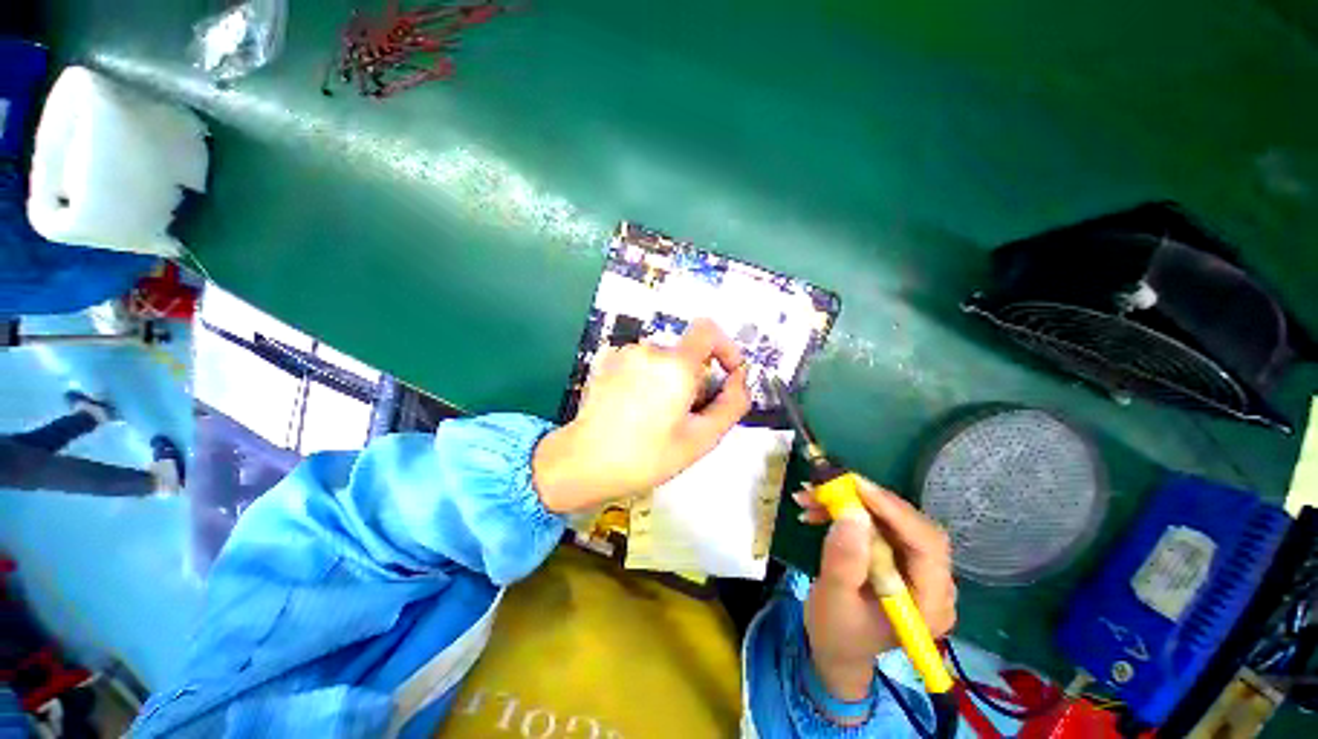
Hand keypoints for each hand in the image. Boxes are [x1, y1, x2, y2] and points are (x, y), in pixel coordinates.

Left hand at [532, 319, 751, 512]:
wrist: (583, 462)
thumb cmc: (646, 456)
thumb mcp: (700, 439)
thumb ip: (732, 405)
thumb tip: (740, 380)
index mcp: (675, 365)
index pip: (708, 330)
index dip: (725, 347)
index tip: (727, 374)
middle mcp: (649, 349)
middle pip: (686, 354)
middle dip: (695, 379)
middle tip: (685, 416)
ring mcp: (624, 353)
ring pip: (663, 360)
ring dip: (670, 381)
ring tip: (656, 417)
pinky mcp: (606, 360)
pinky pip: (640, 363)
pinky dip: (647, 379)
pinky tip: (634, 408)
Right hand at [797, 477, 955, 700]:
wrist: (835, 648)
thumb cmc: (836, 633)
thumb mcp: (834, 599)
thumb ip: (844, 560)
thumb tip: (852, 513)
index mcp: (929, 603)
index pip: (927, 545)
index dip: (895, 511)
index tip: (856, 486)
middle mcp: (933, 582)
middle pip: (909, 526)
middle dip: (866, 501)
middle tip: (827, 484)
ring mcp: (915, 568)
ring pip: (889, 519)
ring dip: (849, 503)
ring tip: (810, 495)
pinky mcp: (897, 557)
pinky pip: (875, 523)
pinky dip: (845, 512)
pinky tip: (815, 510)